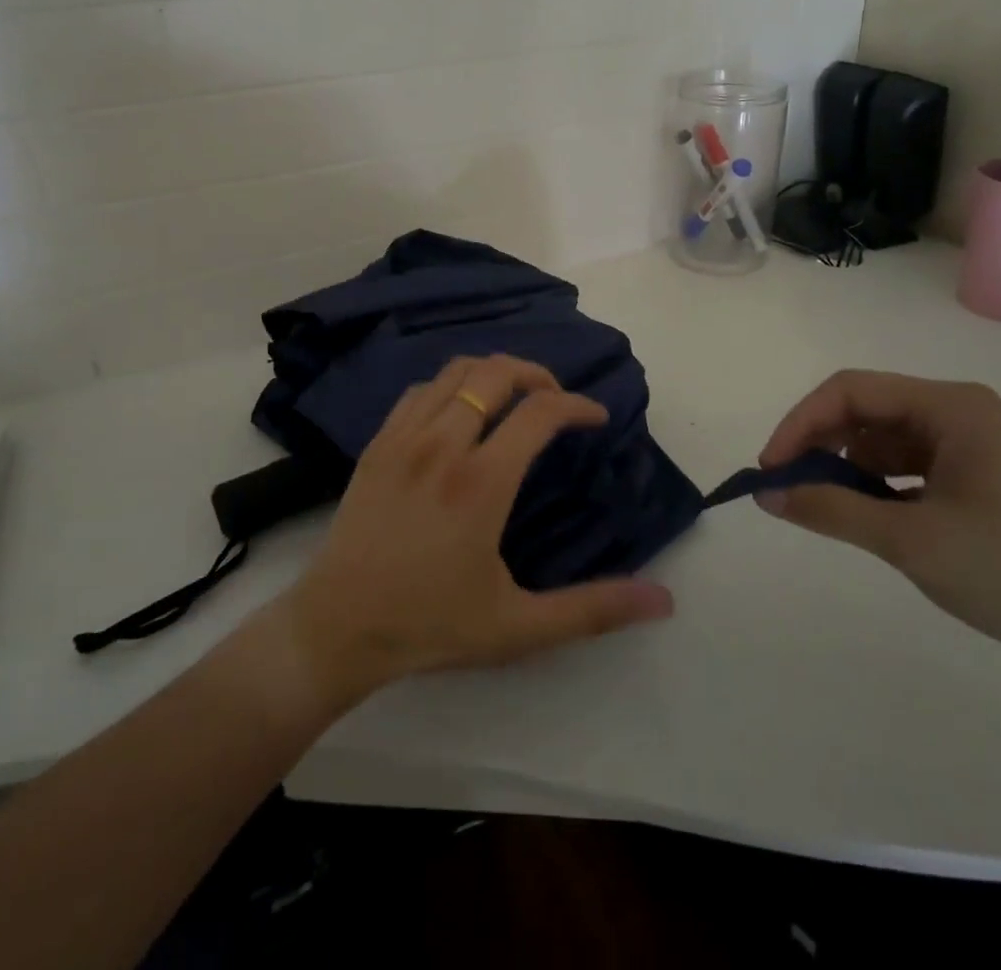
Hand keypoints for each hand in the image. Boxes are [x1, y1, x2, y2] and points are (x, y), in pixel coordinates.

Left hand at [281, 355, 674, 702]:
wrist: (336, 628)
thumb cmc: (430, 625)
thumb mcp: (519, 627)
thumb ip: (593, 609)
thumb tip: (664, 601)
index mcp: (482, 481)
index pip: (540, 411)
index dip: (577, 404)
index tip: (596, 418)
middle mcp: (443, 444)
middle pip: (496, 372)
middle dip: (537, 374)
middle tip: (556, 400)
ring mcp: (404, 438)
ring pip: (456, 372)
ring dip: (493, 373)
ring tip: (514, 398)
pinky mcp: (377, 444)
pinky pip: (420, 391)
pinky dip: (451, 386)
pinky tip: (459, 414)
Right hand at [757, 371, 1000, 687]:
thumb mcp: (910, 540)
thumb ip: (830, 509)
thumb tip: (766, 495)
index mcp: (951, 407)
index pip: (851, 390)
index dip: (801, 423)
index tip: (770, 470)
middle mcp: (959, 414)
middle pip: (865, 411)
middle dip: (819, 445)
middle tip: (787, 489)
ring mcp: (971, 448)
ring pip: (883, 441)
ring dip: (846, 467)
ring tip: (823, 506)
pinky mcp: (977, 481)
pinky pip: (907, 468)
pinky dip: (876, 486)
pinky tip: (865, 516)